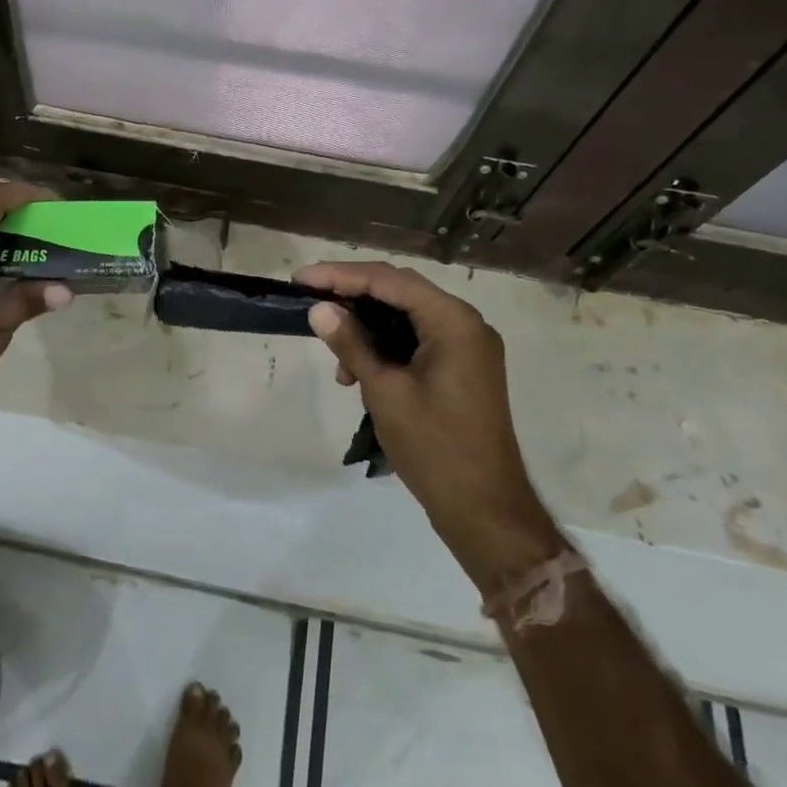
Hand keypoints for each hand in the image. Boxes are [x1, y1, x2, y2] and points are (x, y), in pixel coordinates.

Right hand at [297, 262, 561, 589]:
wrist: (485, 511)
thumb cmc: (434, 447)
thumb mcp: (385, 391)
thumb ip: (352, 344)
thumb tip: (319, 309)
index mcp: (453, 321)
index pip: (388, 280)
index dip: (340, 275)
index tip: (300, 279)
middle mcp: (465, 323)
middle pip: (399, 291)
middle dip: (351, 294)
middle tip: (309, 299)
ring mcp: (466, 346)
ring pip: (406, 316)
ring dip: (367, 326)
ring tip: (334, 353)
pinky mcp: (462, 367)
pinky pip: (417, 339)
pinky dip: (385, 346)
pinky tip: (358, 371)